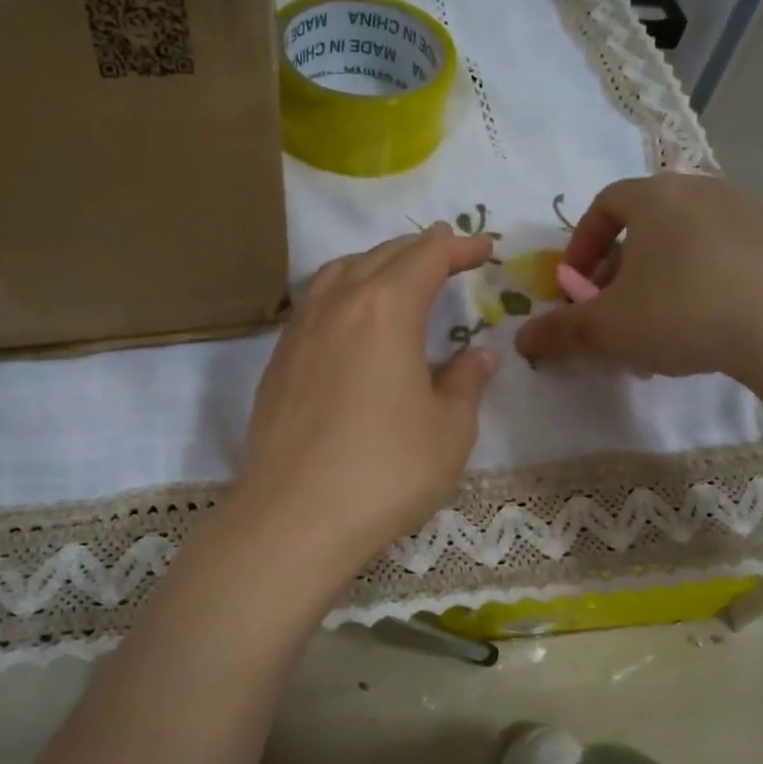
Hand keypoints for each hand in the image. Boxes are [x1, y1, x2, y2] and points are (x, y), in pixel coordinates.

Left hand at [235, 224, 498, 576]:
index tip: (485, 248)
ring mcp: (299, 331)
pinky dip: (343, 293)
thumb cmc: (386, 470)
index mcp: (385, 309)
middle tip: (450, 254)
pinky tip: (352, 322)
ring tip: (398, 276)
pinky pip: (314, 303)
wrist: (295, 517)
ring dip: (375, 263)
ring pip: (339, 273)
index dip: (460, 247)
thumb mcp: (449, 429)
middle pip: (381, 255)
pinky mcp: (278, 361)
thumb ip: (466, 382)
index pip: (427, 257)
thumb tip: (479, 356)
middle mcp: (337, 304)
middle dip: (420, 249)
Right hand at [515, 173, 762, 379]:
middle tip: (613, 310)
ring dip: (658, 279)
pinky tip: (704, 325)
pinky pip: (721, 255)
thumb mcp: (607, 329)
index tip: (576, 285)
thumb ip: (560, 332)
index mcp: (655, 197)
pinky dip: (699, 282)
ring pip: (683, 243)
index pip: (604, 205)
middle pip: (644, 225)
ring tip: (656, 326)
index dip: (581, 246)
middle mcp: (700, 190)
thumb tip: (522, 340)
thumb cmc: (682, 312)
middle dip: (618, 270)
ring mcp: (746, 212)